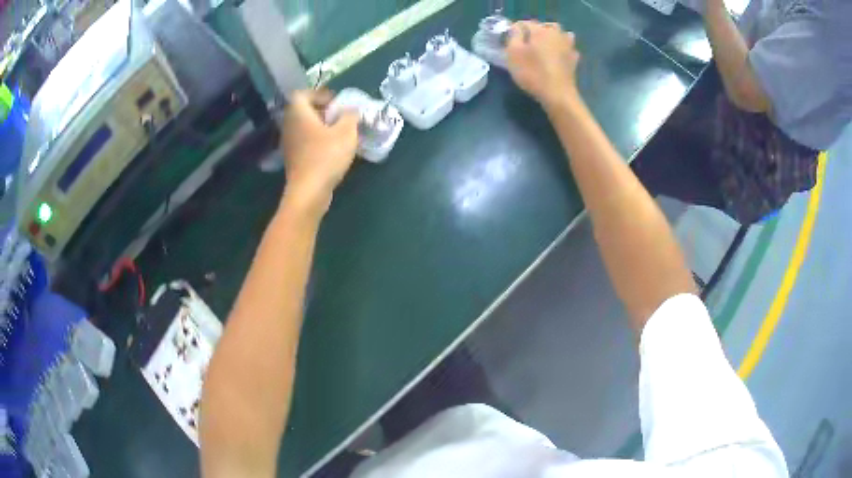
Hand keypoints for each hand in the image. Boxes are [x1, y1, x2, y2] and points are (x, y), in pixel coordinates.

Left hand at [280, 89, 359, 216]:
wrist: (309, 191)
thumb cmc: (326, 156)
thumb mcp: (347, 132)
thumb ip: (350, 115)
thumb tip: (351, 109)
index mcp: (298, 113)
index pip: (302, 94)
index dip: (319, 94)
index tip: (335, 102)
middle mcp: (289, 126)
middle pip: (302, 110)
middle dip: (321, 110)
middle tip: (339, 116)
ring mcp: (288, 143)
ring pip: (303, 127)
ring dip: (320, 126)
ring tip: (338, 133)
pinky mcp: (292, 159)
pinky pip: (304, 141)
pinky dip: (316, 140)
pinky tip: (332, 149)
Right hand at [505, 21, 580, 109]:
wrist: (558, 95)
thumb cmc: (532, 72)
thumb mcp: (513, 52)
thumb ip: (513, 35)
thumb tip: (516, 28)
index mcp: (541, 30)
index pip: (524, 23)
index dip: (515, 31)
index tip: (510, 42)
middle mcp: (557, 33)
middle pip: (544, 27)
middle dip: (535, 33)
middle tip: (526, 45)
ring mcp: (568, 46)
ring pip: (559, 35)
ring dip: (551, 38)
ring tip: (543, 49)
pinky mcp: (574, 60)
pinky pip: (567, 49)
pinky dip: (561, 50)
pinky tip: (557, 57)